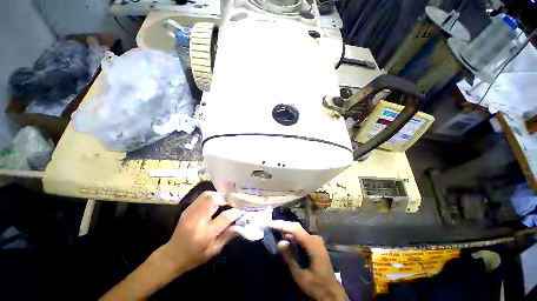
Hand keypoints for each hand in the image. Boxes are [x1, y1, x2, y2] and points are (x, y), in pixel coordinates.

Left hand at [160, 191, 242, 273]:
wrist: (171, 256)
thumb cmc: (195, 257)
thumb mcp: (214, 251)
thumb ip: (228, 236)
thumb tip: (241, 224)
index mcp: (205, 234)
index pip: (225, 217)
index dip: (236, 211)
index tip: (242, 210)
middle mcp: (197, 220)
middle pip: (215, 200)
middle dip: (227, 199)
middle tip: (234, 202)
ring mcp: (190, 213)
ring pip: (208, 195)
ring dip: (220, 196)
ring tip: (226, 201)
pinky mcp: (187, 209)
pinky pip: (202, 196)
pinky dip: (212, 196)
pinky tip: (217, 201)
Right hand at [271, 221, 346, 300]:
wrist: (331, 291)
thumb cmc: (316, 285)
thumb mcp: (300, 276)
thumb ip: (290, 258)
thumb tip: (280, 242)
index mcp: (313, 245)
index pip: (295, 230)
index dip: (283, 226)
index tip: (271, 225)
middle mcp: (314, 238)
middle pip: (296, 227)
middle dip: (283, 225)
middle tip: (271, 225)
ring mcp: (315, 240)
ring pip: (298, 230)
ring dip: (287, 229)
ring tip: (275, 229)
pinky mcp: (314, 243)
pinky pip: (300, 235)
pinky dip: (291, 234)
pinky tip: (284, 236)